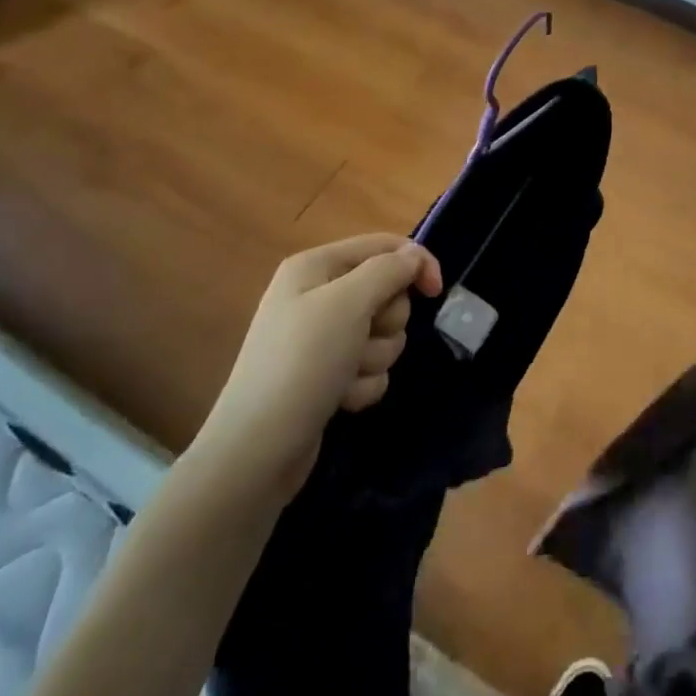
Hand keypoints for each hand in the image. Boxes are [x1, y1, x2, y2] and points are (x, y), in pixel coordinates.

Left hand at [188, 233, 442, 501]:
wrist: (258, 450)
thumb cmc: (303, 362)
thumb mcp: (348, 303)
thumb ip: (388, 270)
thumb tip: (414, 256)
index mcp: (316, 266)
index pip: (383, 245)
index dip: (415, 263)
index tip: (437, 292)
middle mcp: (318, 295)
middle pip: (386, 292)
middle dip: (386, 322)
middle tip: (363, 338)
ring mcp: (322, 338)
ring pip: (383, 334)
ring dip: (374, 358)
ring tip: (345, 377)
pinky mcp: (328, 374)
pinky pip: (370, 367)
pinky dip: (362, 384)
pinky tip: (339, 400)